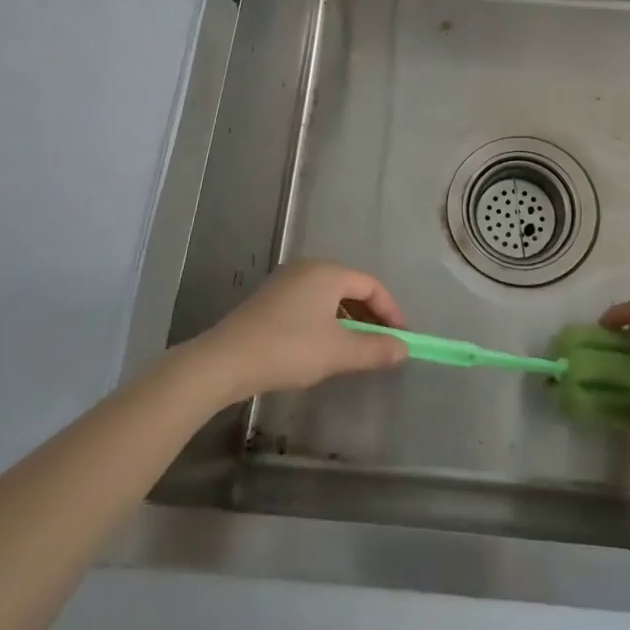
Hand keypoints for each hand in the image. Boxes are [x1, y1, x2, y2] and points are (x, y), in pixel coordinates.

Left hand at [192, 259, 408, 401]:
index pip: (371, 285)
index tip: (402, 337)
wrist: (225, 361)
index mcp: (327, 272)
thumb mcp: (338, 352)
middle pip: (350, 287)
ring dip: (348, 320)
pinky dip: (326, 321)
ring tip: (356, 348)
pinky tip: (323, 346)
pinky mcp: (269, 299)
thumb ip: (375, 349)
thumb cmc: (289, 349)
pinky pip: (310, 303)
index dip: (391, 311)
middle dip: (370, 315)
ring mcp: (285, 282)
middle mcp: (307, 268)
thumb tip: (404, 349)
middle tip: (382, 343)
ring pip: (329, 297)